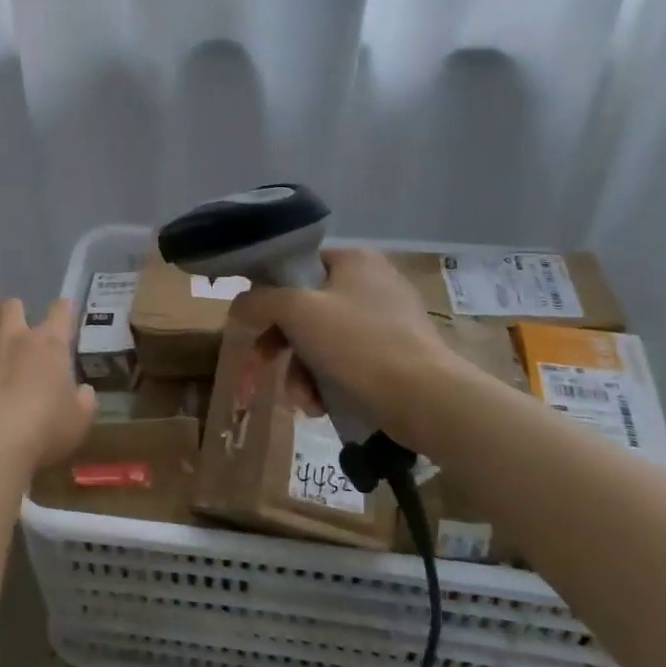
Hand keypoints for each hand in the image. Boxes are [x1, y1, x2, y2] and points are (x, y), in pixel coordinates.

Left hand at [0, 297, 95, 471]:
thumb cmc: (44, 430)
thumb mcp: (79, 420)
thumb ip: (84, 401)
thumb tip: (84, 392)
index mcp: (48, 344)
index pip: (60, 312)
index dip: (64, 308)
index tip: (64, 309)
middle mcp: (12, 336)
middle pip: (12, 305)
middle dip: (15, 311)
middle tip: (18, 328)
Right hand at [229, 248, 458, 435]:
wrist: (426, 399)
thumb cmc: (358, 344)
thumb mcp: (297, 312)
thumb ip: (259, 301)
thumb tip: (239, 306)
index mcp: (354, 260)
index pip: (297, 265)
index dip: (270, 293)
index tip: (255, 323)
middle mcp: (373, 282)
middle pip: (306, 308)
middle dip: (282, 344)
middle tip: (262, 365)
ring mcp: (388, 319)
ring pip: (323, 340)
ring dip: (301, 371)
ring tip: (303, 401)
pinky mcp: (397, 355)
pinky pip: (347, 361)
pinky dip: (328, 382)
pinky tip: (321, 407)